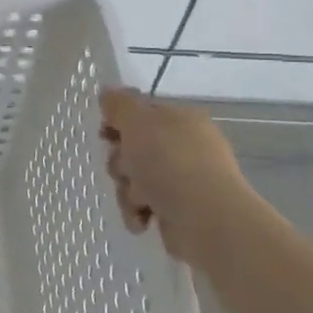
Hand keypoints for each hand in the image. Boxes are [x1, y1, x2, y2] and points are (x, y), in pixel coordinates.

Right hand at [99, 87, 262, 271]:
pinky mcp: (179, 210)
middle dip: (121, 162)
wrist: (206, 220)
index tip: (105, 134)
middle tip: (126, 170)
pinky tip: (144, 219)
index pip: (141, 112)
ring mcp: (183, 180)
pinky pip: (144, 205)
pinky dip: (139, 212)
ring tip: (140, 201)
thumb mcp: (138, 122)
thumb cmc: (170, 163)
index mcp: (181, 119)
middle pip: (133, 148)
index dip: (118, 122)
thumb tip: (107, 92)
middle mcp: (184, 147)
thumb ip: (119, 104)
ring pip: (134, 179)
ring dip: (128, 191)